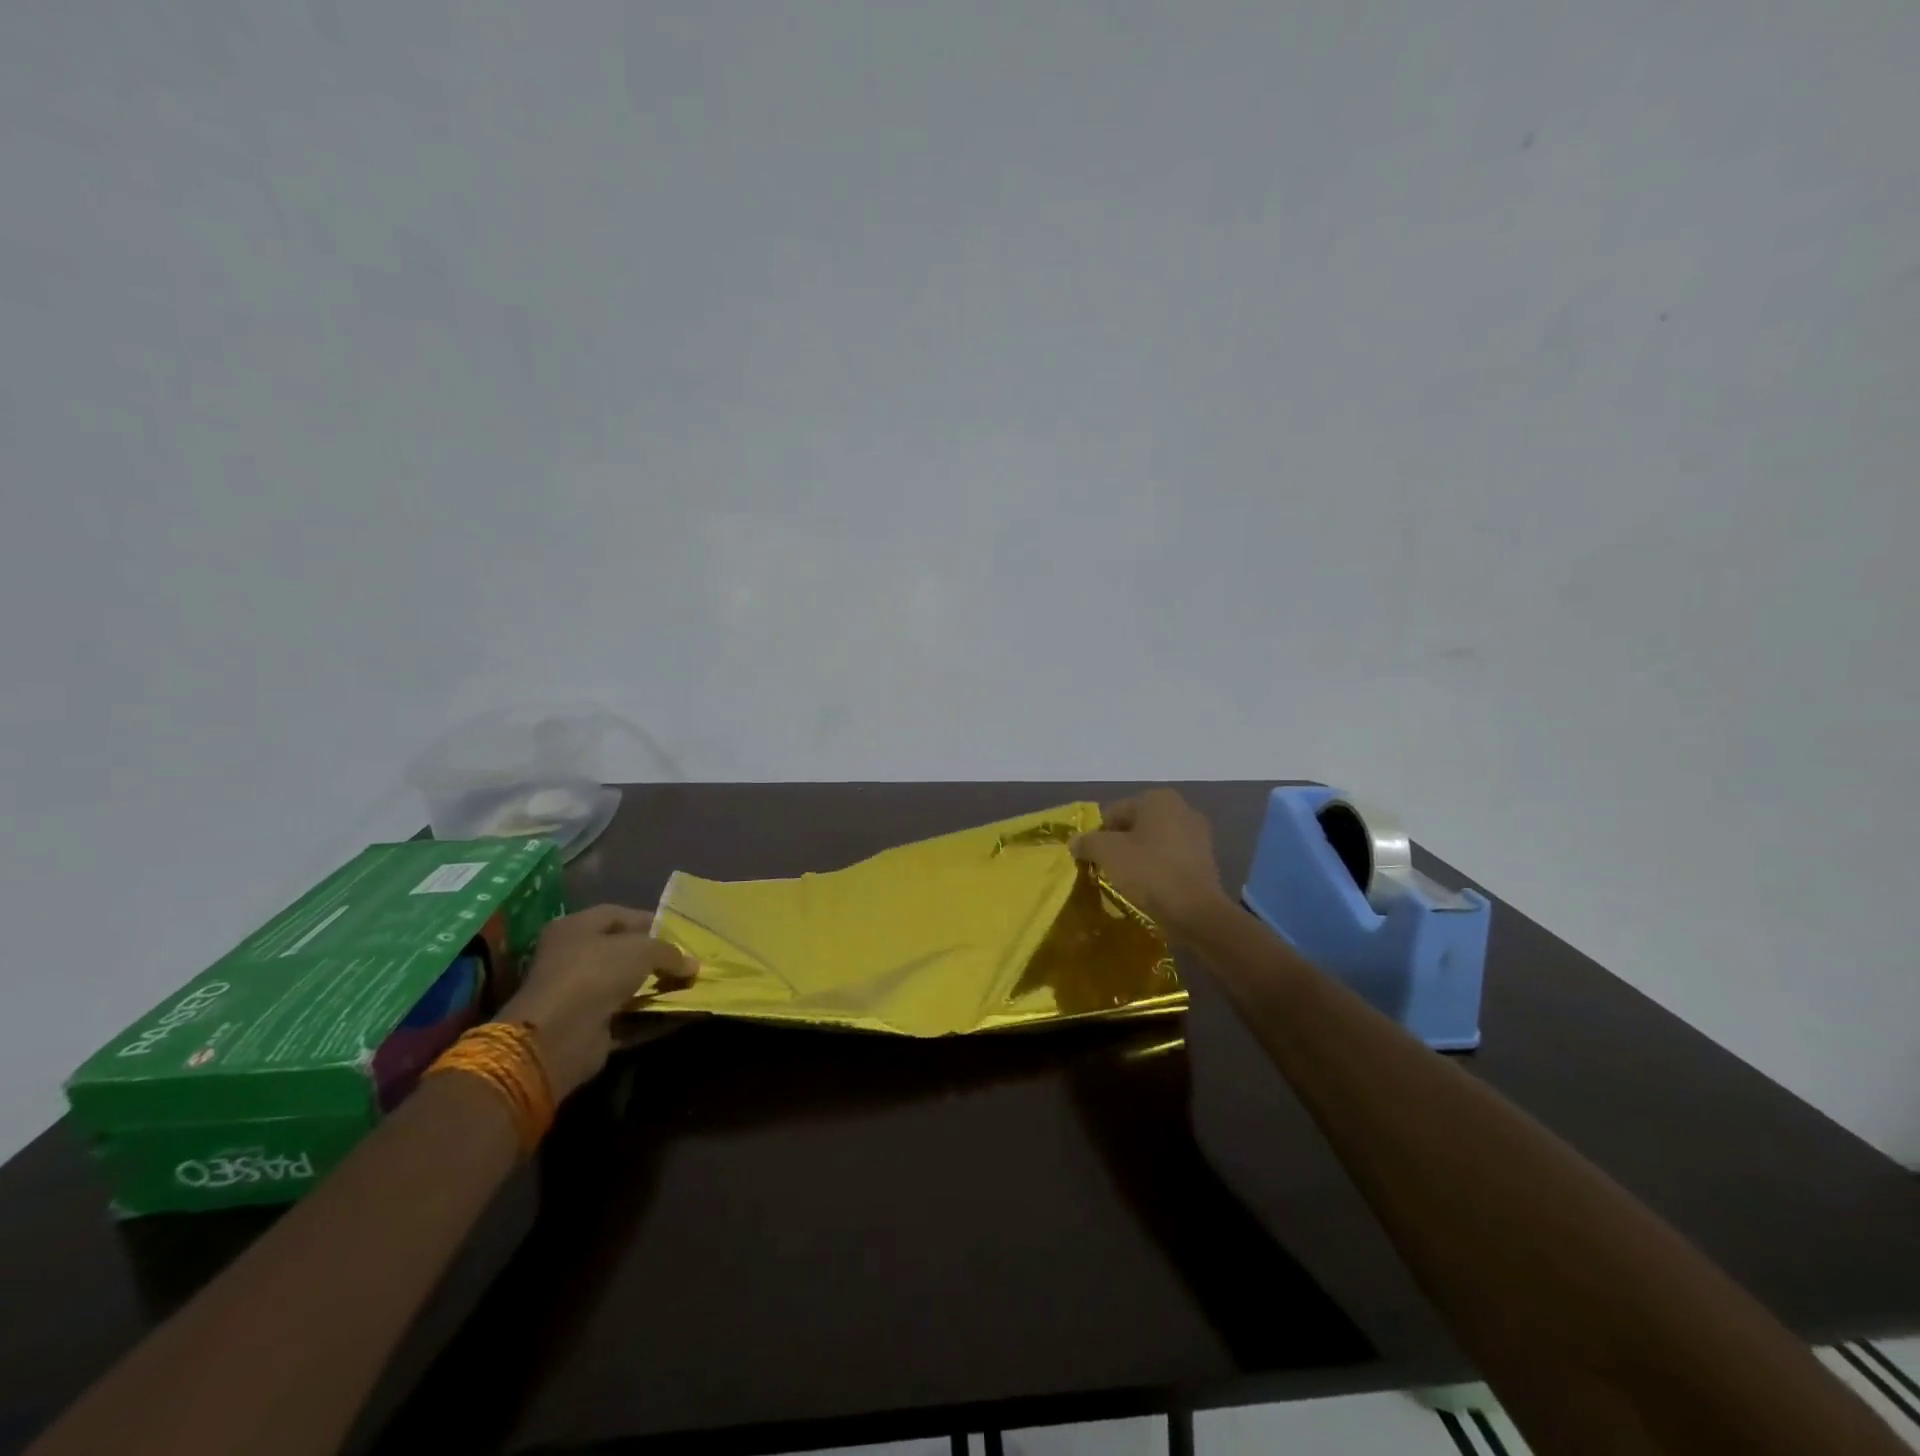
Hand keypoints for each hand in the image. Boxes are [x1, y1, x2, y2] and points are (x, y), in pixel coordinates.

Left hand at [500, 905, 695, 1100]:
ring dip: (654, 987)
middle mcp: (572, 957)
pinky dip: (649, 1016)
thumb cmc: (596, 974)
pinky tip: (676, 1013)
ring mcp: (578, 994)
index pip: (618, 915)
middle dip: (656, 958)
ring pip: (625, 985)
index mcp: (575, 928)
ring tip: (687, 986)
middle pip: (622, 952)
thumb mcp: (642, 950)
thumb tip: (692, 965)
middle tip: (687, 961)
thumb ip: (670, 952)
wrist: (559, 1036)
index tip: (682, 933)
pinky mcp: (587, 1026)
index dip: (651, 921)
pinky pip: (626, 1016)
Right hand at [1070, 789, 1230, 940]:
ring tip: (1126, 881)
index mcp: (1158, 798)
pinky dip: (1157, 868)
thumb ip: (1087, 842)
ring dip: (1138, 857)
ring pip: (1153, 842)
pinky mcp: (1206, 860)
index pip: (1114, 813)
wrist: (1196, 912)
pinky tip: (1149, 888)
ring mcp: (1198, 834)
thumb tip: (1075, 842)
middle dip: (1119, 845)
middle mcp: (1182, 808)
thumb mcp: (1108, 853)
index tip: (1091, 859)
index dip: (1097, 836)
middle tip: (1106, 869)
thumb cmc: (1149, 872)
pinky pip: (1170, 859)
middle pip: (1134, 826)